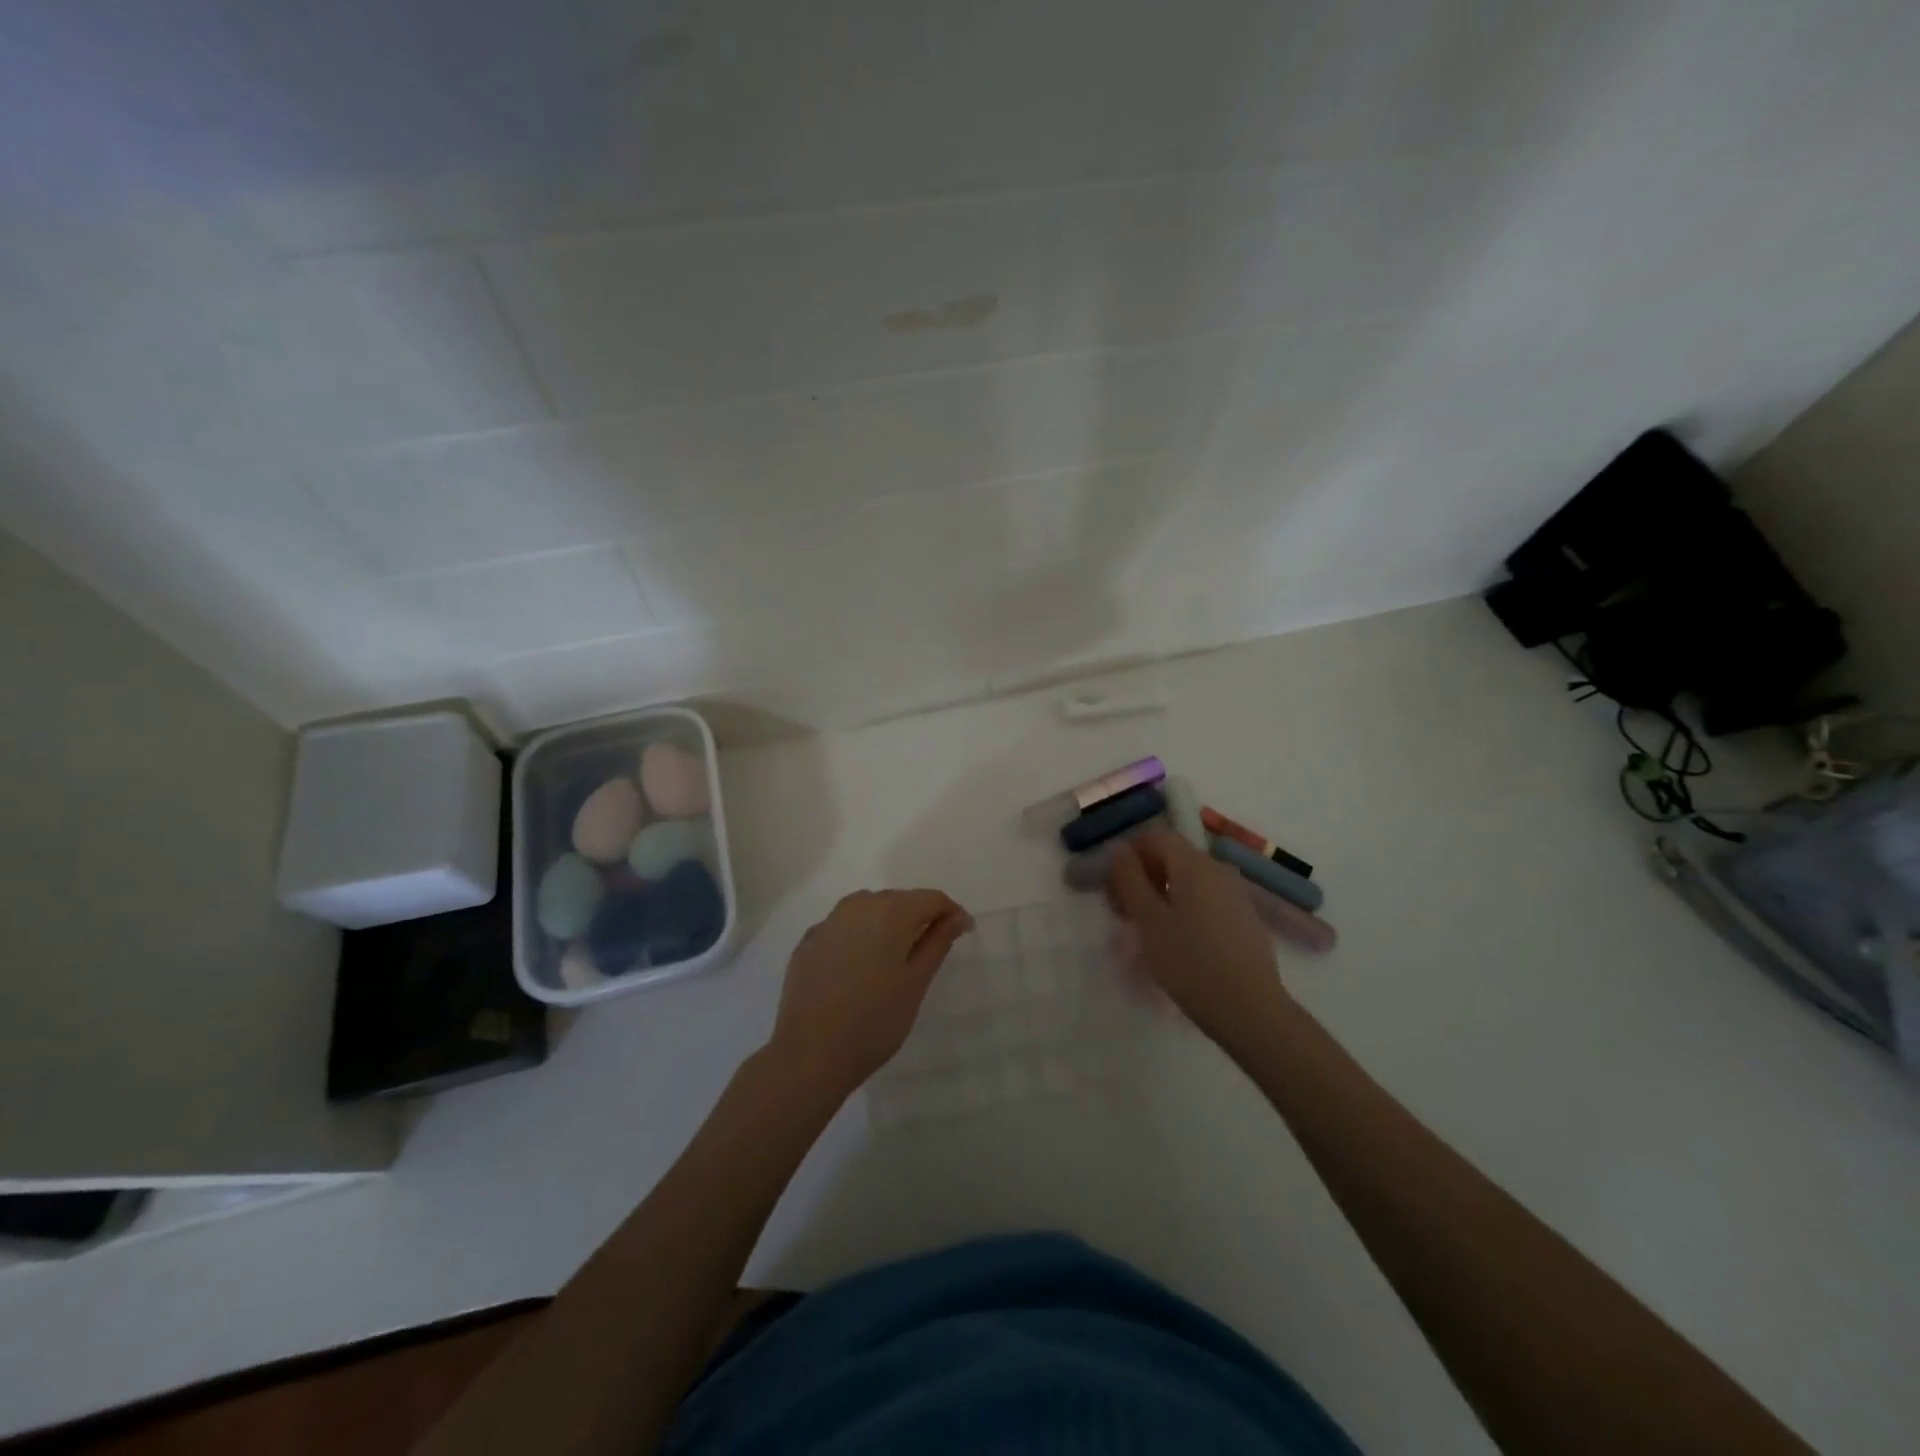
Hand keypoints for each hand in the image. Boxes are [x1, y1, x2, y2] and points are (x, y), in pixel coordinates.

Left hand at [765, 889, 971, 1099]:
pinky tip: (858, 970)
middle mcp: (857, 905)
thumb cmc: (875, 1020)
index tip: (961, 936)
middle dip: (918, 919)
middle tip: (928, 953)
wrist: (809, 1054)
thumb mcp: (916, 982)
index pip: (931, 898)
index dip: (951, 913)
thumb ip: (938, 942)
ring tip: (893, 961)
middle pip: (899, 900)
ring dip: (887, 926)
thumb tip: (956, 917)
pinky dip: (858, 939)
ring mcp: (828, 922)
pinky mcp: (808, 942)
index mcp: (890, 911)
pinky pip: (843, 929)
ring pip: (868, 910)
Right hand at [1108, 830, 1288, 1047]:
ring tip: (1147, 930)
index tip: (1113, 886)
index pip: (1156, 837)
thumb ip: (1129, 879)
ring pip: (1189, 880)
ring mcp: (1235, 894)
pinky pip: (1206, 900)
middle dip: (1143, 877)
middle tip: (1123, 912)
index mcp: (1193, 864)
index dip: (1130, 854)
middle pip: (1173, 857)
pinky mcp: (1244, 919)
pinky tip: (1178, 943)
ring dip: (1162, 895)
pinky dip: (1185, 908)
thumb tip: (1119, 848)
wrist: (1249, 1009)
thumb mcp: (1148, 920)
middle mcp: (1218, 869)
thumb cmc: (1189, 962)